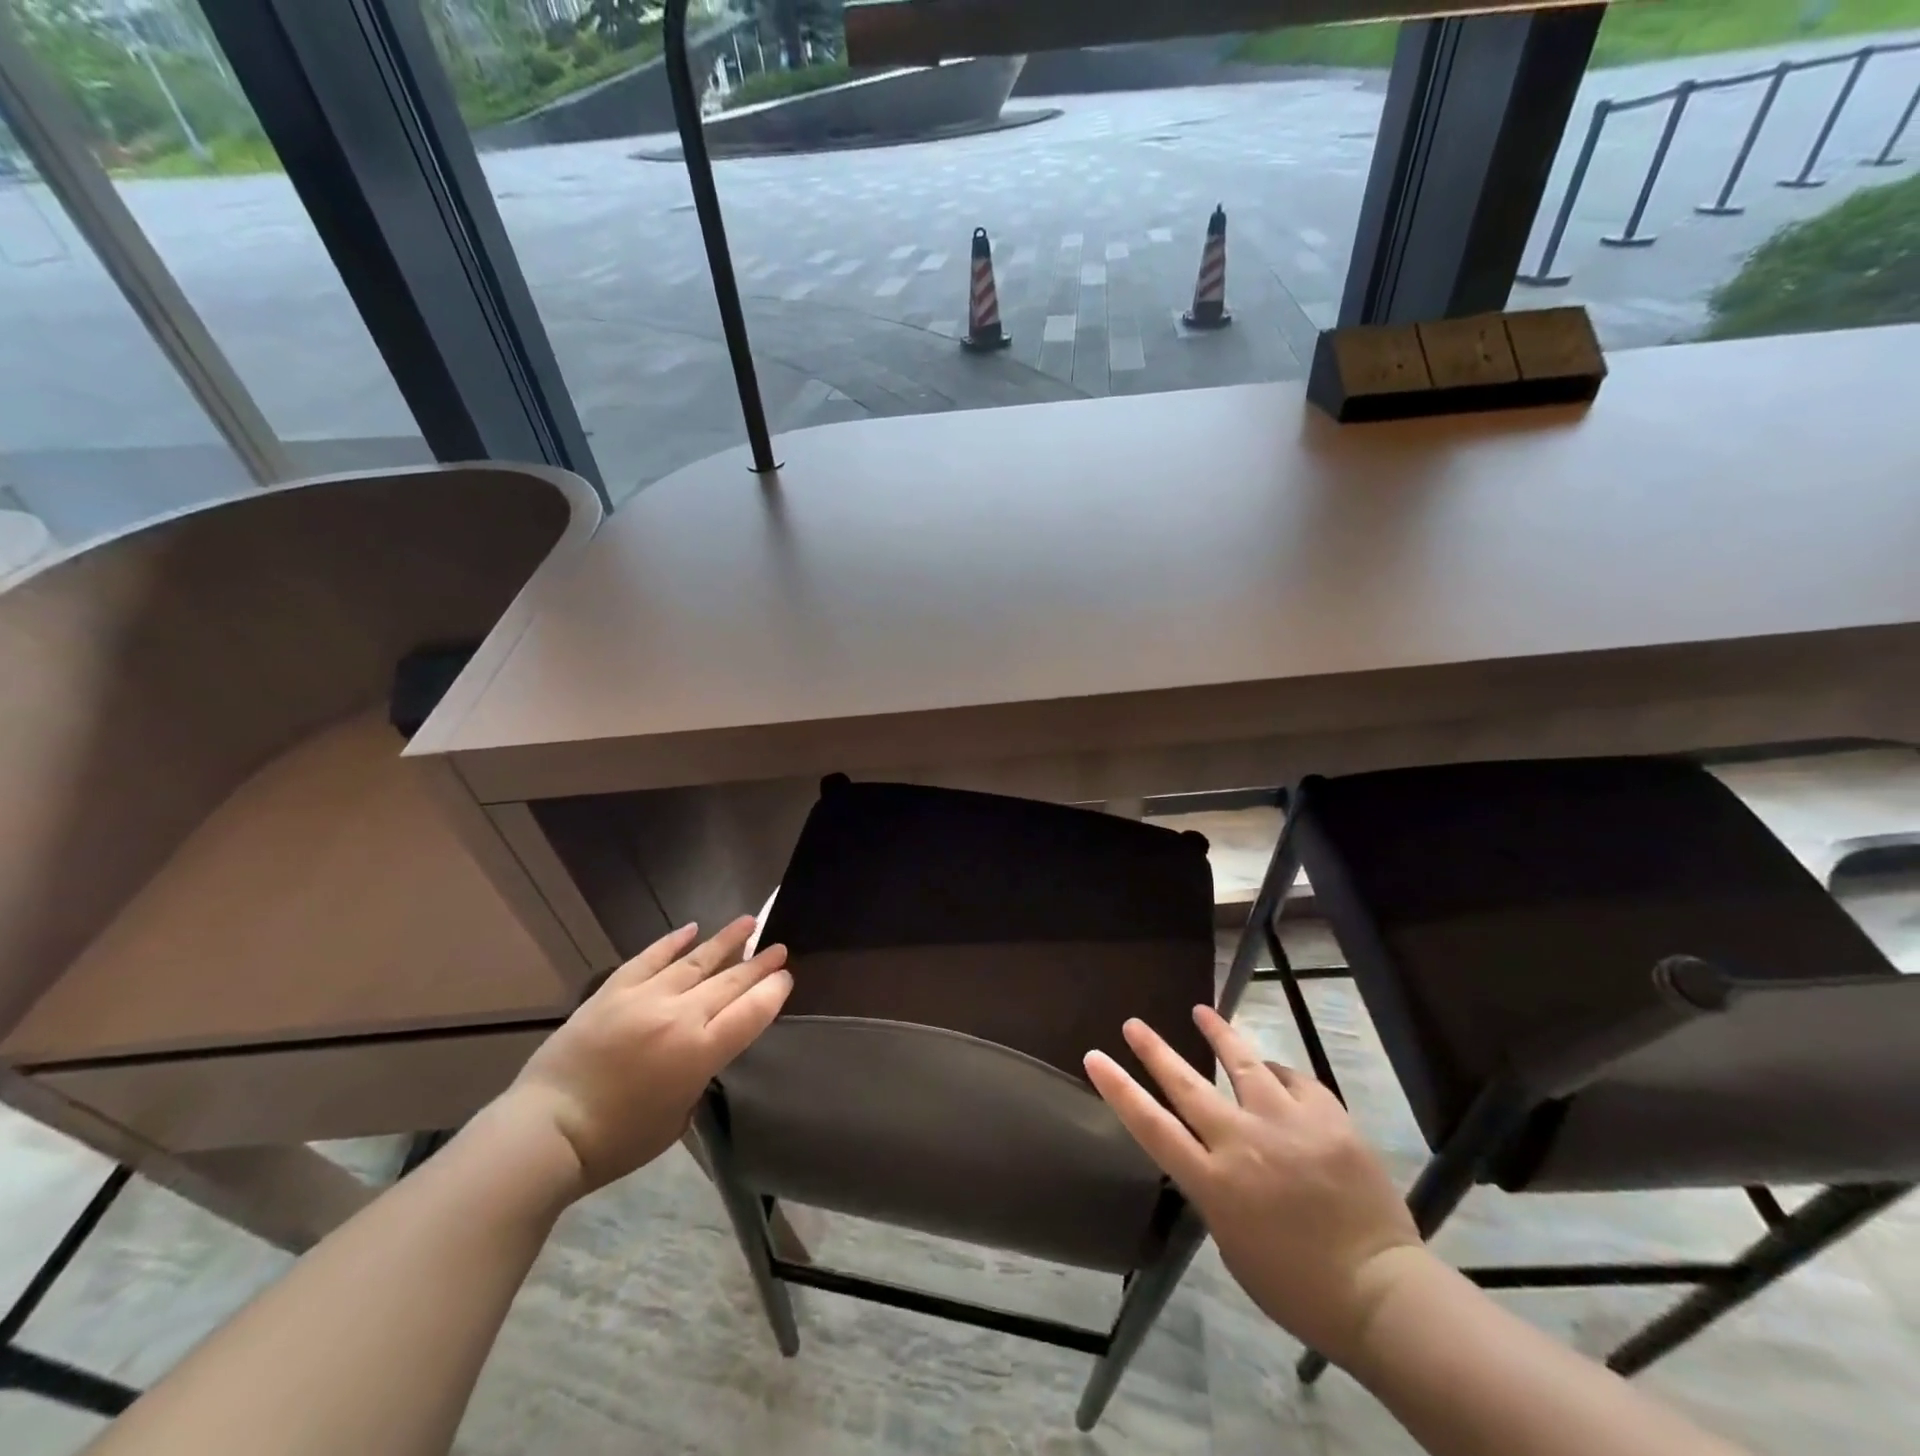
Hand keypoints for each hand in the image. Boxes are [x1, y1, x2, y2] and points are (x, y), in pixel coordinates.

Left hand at [506, 917, 791, 1195]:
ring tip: (748, 922)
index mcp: (700, 1053)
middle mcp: (679, 1016)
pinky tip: (691, 929)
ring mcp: (645, 998)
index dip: (773, 992)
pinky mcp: (613, 991)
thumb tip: (701, 1048)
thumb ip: (698, 1076)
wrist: (546, 1131)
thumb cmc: (616, 1141)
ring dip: (725, 941)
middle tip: (779, 948)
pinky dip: (672, 942)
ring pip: (696, 961)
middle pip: (730, 983)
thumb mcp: (677, 1118)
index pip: (751, 1012)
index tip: (786, 977)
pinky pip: (649, 958)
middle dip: (758, 964)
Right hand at [1085, 1006, 1425, 1367]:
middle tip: (1134, 1023)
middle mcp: (1242, 1142)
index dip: (1119, 1089)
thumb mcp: (1234, 1242)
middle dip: (1155, 1050)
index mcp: (1214, 1183)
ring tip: (1202, 1012)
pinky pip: (1295, 1080)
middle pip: (1187, 1084)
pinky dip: (1279, 1074)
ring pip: (1243, 1062)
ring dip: (1219, 1034)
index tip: (1095, 1057)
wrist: (1381, 1293)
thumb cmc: (1298, 1286)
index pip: (1152, 1126)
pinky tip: (1274, 1070)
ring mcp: (1286, 1123)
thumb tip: (1216, 1154)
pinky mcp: (1327, 1117)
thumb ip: (1217, 1189)